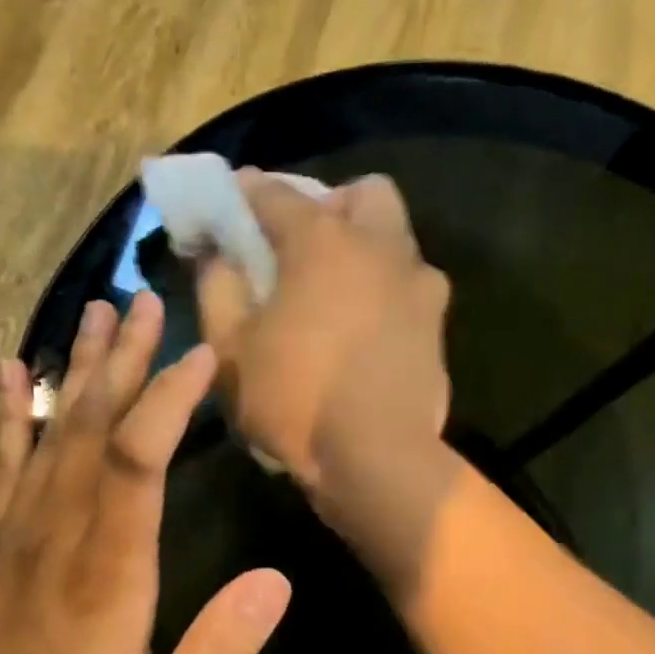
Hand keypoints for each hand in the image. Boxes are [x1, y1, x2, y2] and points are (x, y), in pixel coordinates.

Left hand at [0, 293, 291, 653]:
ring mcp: (10, 541)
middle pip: (93, 429)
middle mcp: (55, 540)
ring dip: (77, 371)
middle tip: (146, 301)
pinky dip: (11, 416)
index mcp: (108, 576)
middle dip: (124, 361)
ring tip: (95, 312)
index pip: (138, 461)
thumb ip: (220, 651)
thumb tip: (277, 580)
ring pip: (48, 436)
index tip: (203, 355)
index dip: (170, 399)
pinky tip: (15, 373)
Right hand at [199, 171, 450, 499]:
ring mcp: (419, 286)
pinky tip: (365, 331)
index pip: (275, 194)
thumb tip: (217, 256)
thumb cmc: (296, 400)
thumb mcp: (231, 349)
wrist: (378, 459)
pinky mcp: (437, 327)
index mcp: (323, 241)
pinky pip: (411, 288)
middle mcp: (380, 248)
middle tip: (302, 245)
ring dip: (366, 247)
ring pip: (397, 239)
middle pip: (362, 194)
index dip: (245, 194)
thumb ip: (217, 289)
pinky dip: (386, 292)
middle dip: (330, 204)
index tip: (229, 204)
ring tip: (337, 291)